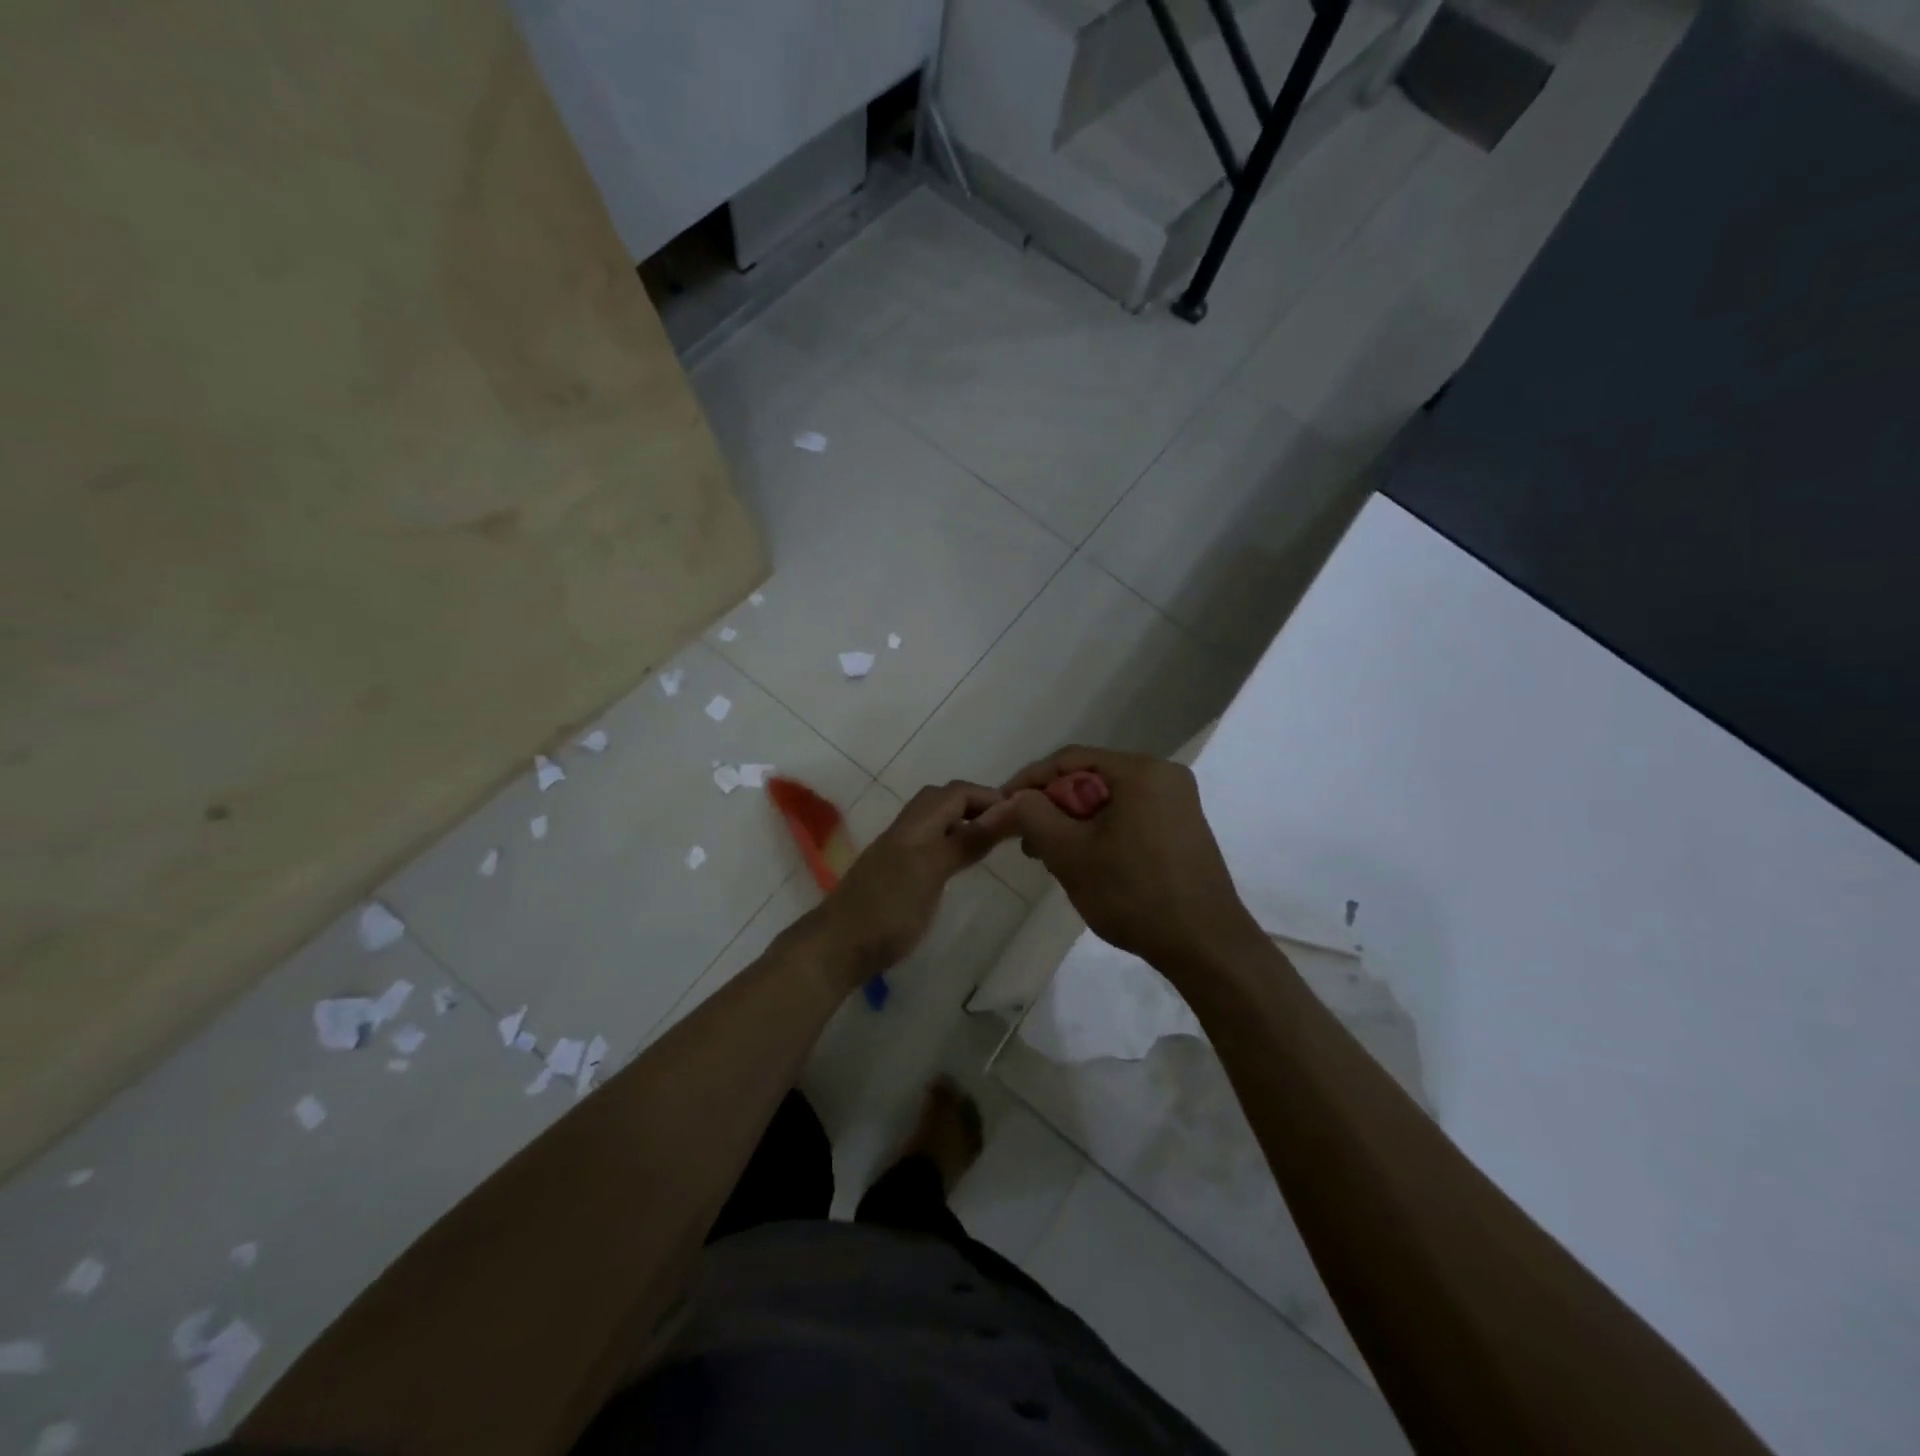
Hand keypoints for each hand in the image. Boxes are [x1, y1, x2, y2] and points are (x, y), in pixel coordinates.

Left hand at [805, 781, 1005, 987]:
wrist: (838, 947)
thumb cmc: (888, 909)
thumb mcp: (931, 872)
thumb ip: (966, 841)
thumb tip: (1004, 810)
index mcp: (915, 825)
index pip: (957, 792)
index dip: (989, 796)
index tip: (1022, 813)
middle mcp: (906, 830)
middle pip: (944, 800)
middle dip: (977, 804)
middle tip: (1008, 824)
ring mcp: (898, 852)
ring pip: (935, 821)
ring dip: (964, 821)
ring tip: (993, 840)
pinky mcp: (896, 874)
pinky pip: (930, 843)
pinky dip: (952, 842)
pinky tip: (962, 862)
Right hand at [972, 746, 1259, 970]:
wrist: (1206, 946)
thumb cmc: (1134, 894)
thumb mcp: (1070, 853)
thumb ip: (1032, 816)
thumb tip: (1009, 800)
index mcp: (1141, 770)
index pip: (1069, 759)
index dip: (1029, 781)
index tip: (1001, 808)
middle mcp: (1164, 774)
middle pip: (1090, 777)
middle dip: (1052, 806)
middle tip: (1026, 840)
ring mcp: (1178, 802)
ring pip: (1108, 799)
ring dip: (1074, 822)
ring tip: (1050, 856)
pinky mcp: (1182, 827)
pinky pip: (1129, 815)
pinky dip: (1100, 831)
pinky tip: (1086, 861)